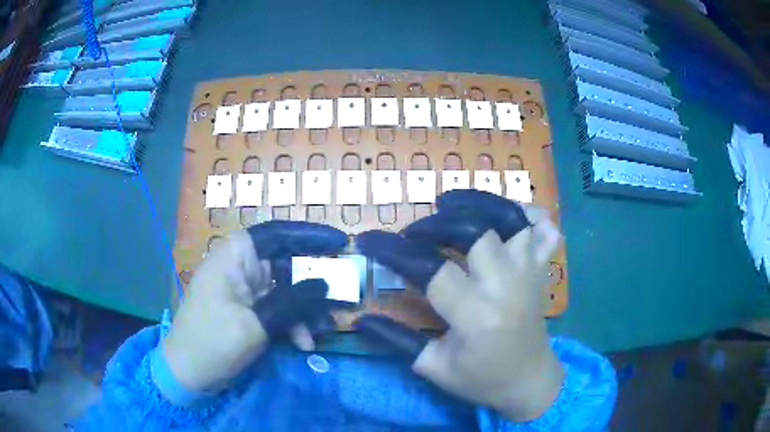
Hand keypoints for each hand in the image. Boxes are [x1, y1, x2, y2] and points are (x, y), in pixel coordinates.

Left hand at [161, 221, 346, 397]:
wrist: (188, 373)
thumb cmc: (213, 342)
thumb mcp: (255, 324)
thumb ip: (292, 301)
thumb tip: (325, 284)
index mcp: (235, 257)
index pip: (277, 234)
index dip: (309, 235)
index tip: (340, 243)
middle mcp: (240, 267)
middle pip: (286, 264)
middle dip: (313, 285)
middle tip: (342, 298)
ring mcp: (245, 290)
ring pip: (286, 290)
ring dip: (305, 311)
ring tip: (321, 332)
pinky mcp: (248, 311)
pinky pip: (279, 309)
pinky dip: (293, 324)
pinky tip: (304, 343)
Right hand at [354, 190, 562, 420]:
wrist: (530, 382)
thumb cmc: (482, 380)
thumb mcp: (434, 368)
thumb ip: (397, 341)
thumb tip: (361, 320)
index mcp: (476, 315)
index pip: (431, 269)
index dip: (394, 251)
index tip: (369, 241)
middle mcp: (507, 285)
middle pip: (474, 230)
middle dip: (437, 224)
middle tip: (416, 232)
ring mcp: (529, 273)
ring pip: (511, 219)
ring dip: (479, 204)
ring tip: (452, 205)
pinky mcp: (542, 270)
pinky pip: (544, 229)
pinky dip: (527, 214)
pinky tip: (506, 215)